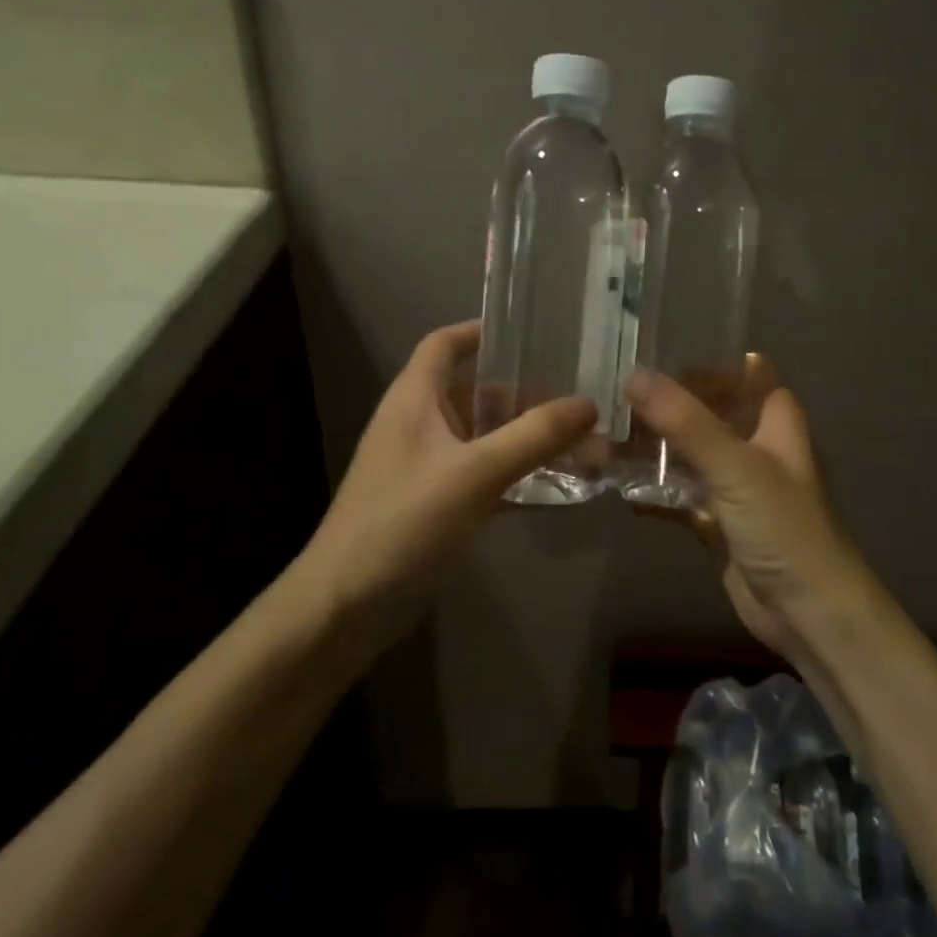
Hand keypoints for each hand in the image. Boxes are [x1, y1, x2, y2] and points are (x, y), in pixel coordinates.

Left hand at [305, 320, 596, 618]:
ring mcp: (425, 467)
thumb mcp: (475, 472)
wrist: (347, 605)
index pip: (444, 343)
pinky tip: (556, 485)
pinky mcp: (434, 505)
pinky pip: (483, 476)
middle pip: (474, 391)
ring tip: (580, 437)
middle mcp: (418, 425)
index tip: (531, 332)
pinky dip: (515, 475)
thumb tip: (588, 403)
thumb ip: (534, 436)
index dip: (481, 331)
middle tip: (576, 392)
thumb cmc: (404, 521)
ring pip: (482, 437)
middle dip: (523, 391)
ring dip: (524, 437)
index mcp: (414, 399)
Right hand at [624, 361, 878, 663]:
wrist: (808, 613)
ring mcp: (737, 487)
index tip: (661, 354)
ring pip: (692, 455)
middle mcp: (757, 448)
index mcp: (776, 423)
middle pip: (712, 412)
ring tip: (607, 433)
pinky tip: (618, 486)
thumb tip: (634, 374)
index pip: (747, 373)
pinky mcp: (718, 522)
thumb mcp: (736, 466)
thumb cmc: (784, 527)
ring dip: (656, 448)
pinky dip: (654, 491)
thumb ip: (685, 421)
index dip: (711, 362)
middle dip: (670, 404)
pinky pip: (680, 496)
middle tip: (618, 392)